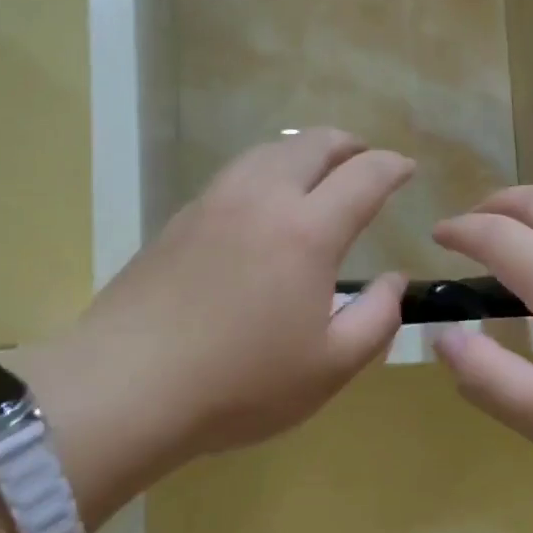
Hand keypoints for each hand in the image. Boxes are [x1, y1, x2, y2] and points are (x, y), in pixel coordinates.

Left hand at [22, 130, 411, 521]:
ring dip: (305, 152)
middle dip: (349, 145)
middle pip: (313, 144)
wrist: (125, 388)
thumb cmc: (241, 384)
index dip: (393, 167)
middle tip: (366, 163)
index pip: (364, 176)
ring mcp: (214, 203)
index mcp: (307, 231)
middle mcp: (262, 198)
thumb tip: (394, 281)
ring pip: (269, 151)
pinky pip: (236, 173)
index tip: (406, 170)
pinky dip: (267, 171)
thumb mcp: (330, 367)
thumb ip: (377, 318)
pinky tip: (264, 204)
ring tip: (318, 175)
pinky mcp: (179, 219)